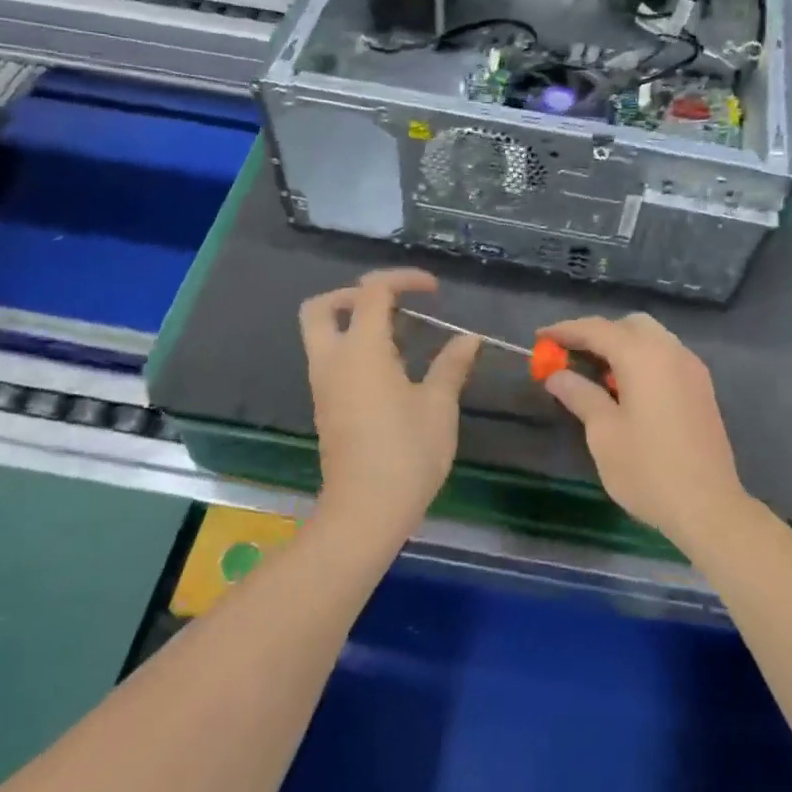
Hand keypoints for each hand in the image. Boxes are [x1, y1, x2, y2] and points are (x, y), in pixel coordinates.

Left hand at [299, 269, 480, 539]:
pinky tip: (392, 370)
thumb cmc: (407, 453)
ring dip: (354, 322)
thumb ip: (452, 365)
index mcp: (361, 349)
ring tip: (401, 337)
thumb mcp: (439, 405)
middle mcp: (332, 360)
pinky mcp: (326, 407)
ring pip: (322, 334)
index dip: (403, 279)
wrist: (365, 512)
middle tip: (391, 305)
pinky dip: (354, 349)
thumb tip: (469, 339)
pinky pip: (332, 360)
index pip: (372, 291)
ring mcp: (324, 385)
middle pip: (322, 306)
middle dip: (353, 294)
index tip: (434, 290)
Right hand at [540, 313, 749, 548]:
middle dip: (598, 333)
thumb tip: (557, 375)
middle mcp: (670, 351)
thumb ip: (580, 395)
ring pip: (652, 338)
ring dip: (622, 345)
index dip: (565, 331)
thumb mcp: (604, 433)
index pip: (597, 329)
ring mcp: (691, 368)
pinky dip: (643, 359)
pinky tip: (628, 388)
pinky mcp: (702, 388)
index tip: (540, 337)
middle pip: (629, 325)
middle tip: (571, 355)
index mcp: (643, 356)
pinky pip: (666, 356)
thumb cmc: (648, 470)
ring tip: (596, 374)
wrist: (709, 507)